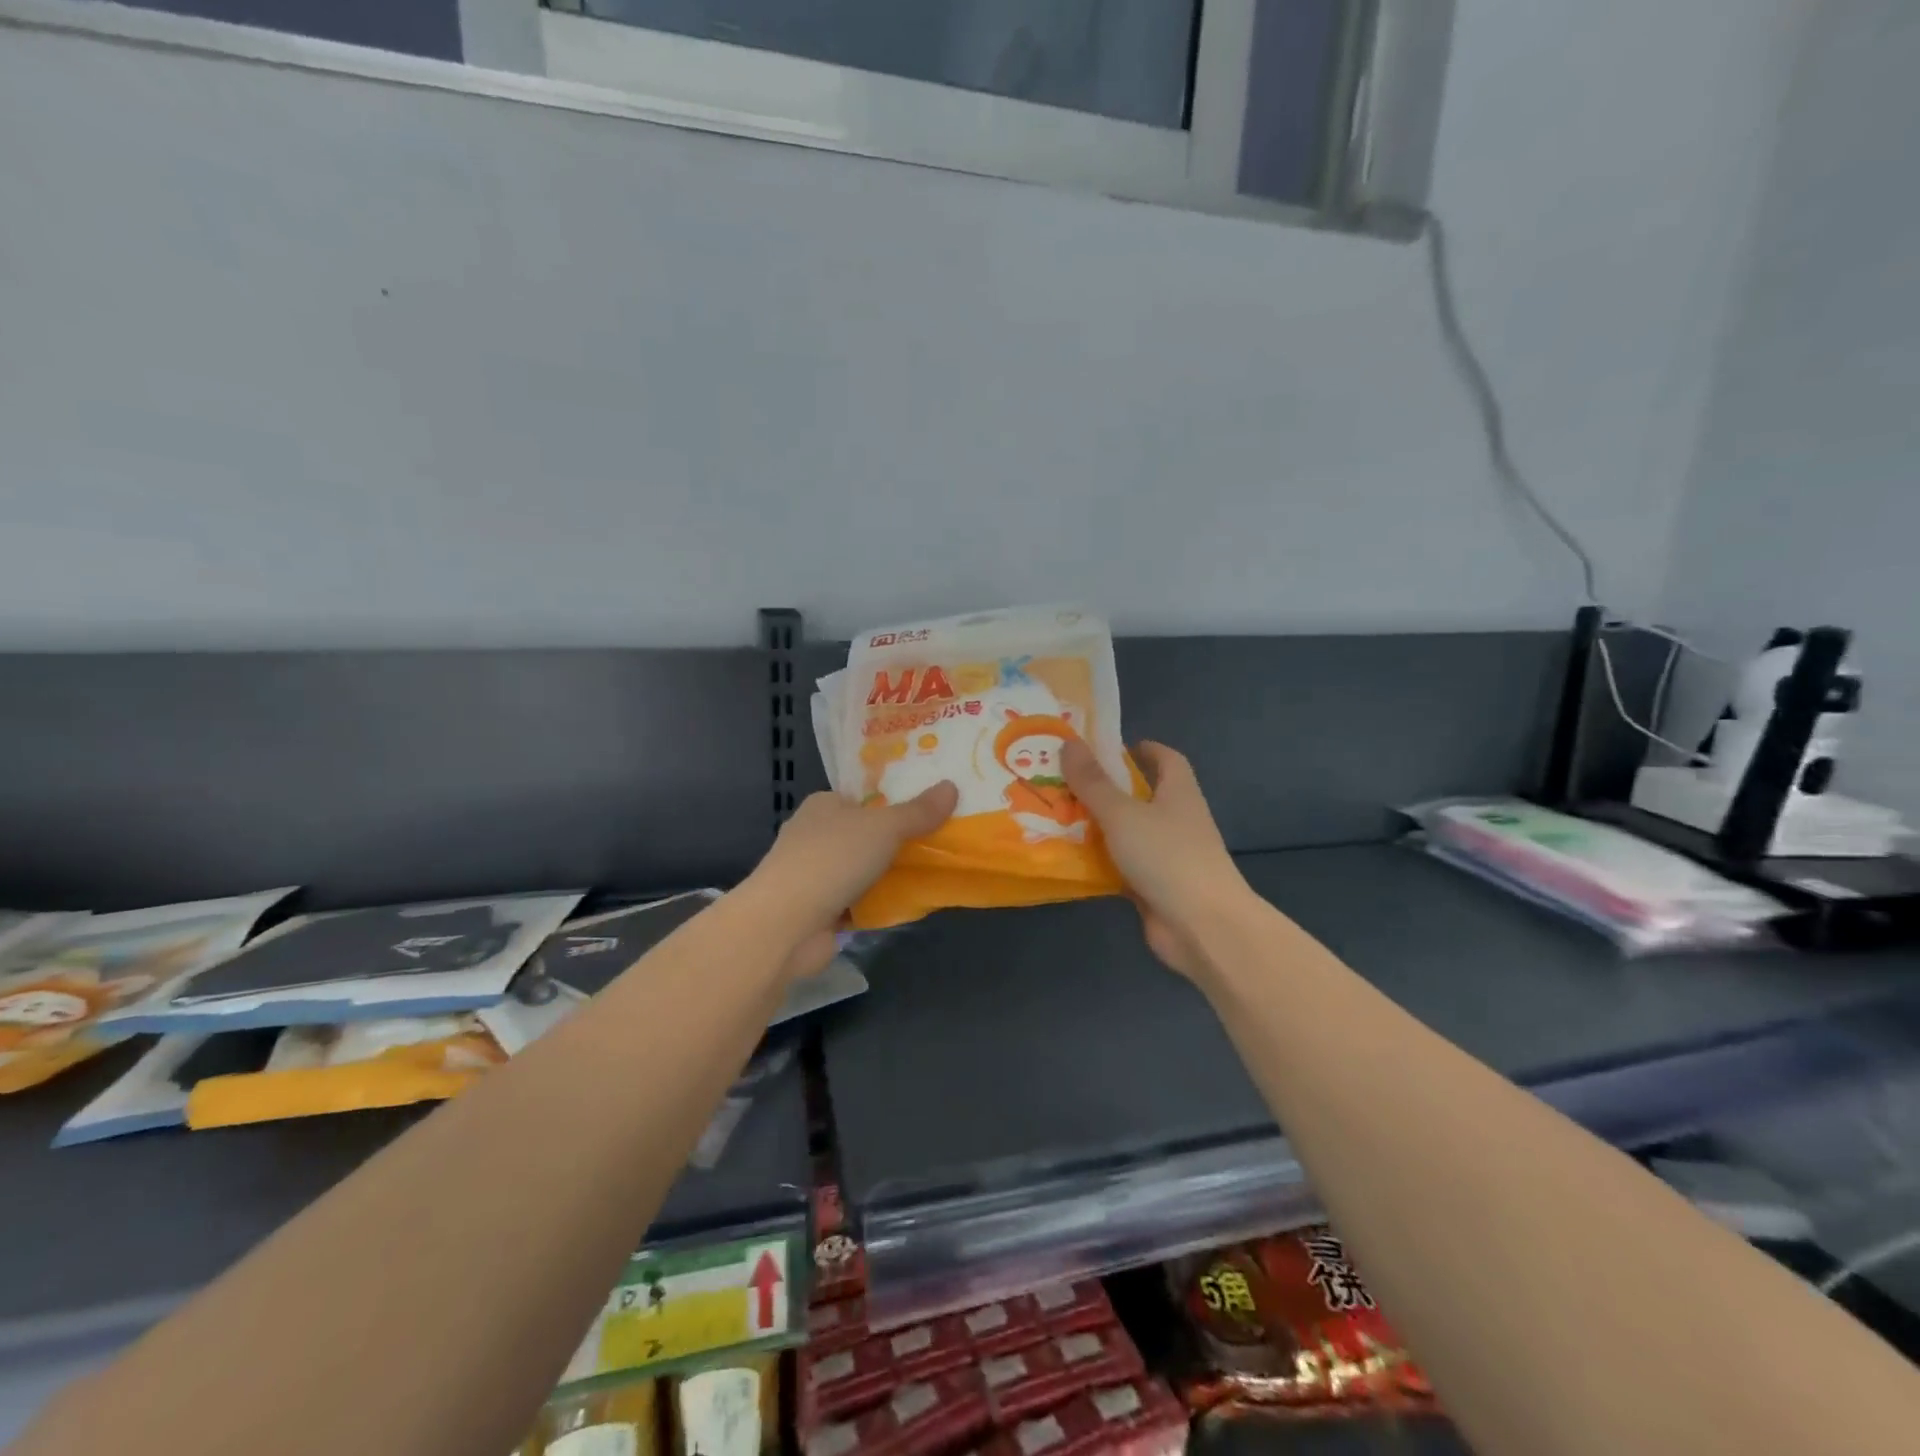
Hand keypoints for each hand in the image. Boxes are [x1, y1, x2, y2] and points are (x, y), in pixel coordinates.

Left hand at [742, 783, 957, 978]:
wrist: (786, 924)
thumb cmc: (832, 859)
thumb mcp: (884, 827)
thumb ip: (918, 812)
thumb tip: (951, 786)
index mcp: (823, 805)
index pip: (862, 798)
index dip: (892, 802)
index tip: (928, 809)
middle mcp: (814, 835)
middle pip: (864, 834)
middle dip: (894, 841)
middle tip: (938, 842)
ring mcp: (813, 875)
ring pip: (861, 869)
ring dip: (887, 874)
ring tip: (932, 872)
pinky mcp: (817, 910)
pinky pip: (857, 901)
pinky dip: (877, 903)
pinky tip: (907, 905)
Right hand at [1062, 740, 1251, 981]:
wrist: (1203, 926)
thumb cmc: (1167, 856)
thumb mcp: (1123, 813)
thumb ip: (1093, 782)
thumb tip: (1069, 743)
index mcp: (1178, 793)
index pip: (1166, 759)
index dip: (1142, 750)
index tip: (1109, 748)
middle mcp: (1176, 820)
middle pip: (1140, 796)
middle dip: (1105, 788)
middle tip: (1064, 781)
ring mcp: (1166, 856)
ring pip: (1126, 833)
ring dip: (1096, 826)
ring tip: (1054, 815)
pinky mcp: (1154, 887)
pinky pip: (1120, 866)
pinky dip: (1098, 862)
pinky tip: (1066, 858)